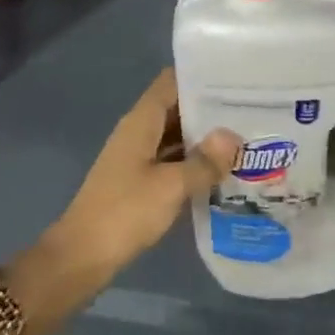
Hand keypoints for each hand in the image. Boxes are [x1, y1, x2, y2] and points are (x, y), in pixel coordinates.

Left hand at [49, 69, 239, 276]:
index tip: (235, 79)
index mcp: (141, 122)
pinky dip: (195, 162)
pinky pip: (173, 161)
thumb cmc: (124, 213)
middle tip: (252, 110)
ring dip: (205, 138)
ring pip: (177, 137)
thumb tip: (234, 136)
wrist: (82, 257)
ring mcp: (138, 158)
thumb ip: (204, 161)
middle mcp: (138, 133)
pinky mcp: (141, 182)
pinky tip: (223, 171)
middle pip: (176, 108)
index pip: (171, 82)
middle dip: (211, 110)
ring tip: (246, 137)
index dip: (201, 77)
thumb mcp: (171, 186)